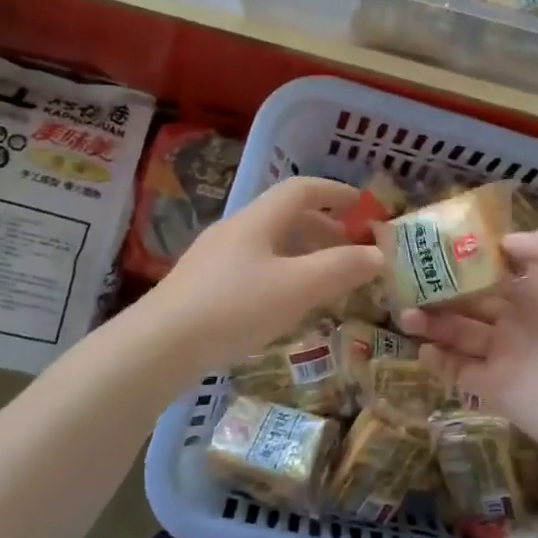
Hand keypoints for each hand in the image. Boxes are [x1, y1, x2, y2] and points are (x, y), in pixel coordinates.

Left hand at [137, 176, 383, 373]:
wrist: (159, 347)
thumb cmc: (235, 308)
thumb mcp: (297, 288)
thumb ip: (341, 269)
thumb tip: (378, 254)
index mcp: (257, 220)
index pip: (301, 190)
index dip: (335, 193)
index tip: (362, 206)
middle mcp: (234, 231)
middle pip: (285, 217)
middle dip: (323, 229)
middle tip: (351, 251)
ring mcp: (214, 259)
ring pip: (269, 245)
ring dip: (302, 254)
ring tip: (325, 280)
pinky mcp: (202, 288)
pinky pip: (253, 268)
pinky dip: (281, 275)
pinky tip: (285, 305)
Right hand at [398, 224, 537, 469]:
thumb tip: (505, 239)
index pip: (500, 270)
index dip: (471, 259)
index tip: (438, 247)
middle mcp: (520, 321)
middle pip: (473, 300)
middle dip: (442, 291)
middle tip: (407, 283)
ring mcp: (506, 356)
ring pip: (461, 333)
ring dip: (433, 323)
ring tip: (405, 315)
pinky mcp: (496, 389)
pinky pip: (460, 371)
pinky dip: (440, 361)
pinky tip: (422, 350)